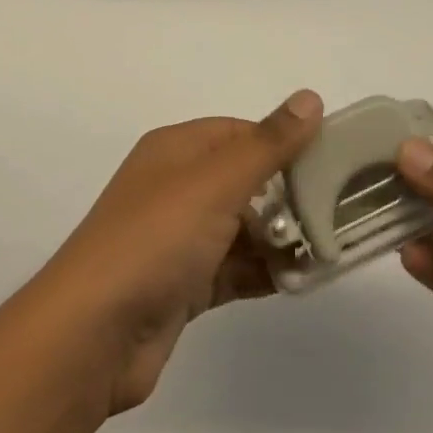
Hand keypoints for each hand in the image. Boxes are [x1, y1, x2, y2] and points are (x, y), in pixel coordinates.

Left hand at [35, 91, 323, 413]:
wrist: (93, 334)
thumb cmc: (156, 239)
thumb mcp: (217, 182)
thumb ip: (269, 143)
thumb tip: (311, 97)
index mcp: (176, 150)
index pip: (240, 133)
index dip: (283, 143)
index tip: (331, 161)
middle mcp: (175, 187)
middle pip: (244, 181)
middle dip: (288, 196)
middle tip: (339, 212)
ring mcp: (178, 238)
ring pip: (242, 228)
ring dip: (281, 239)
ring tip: (329, 250)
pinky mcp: (182, 285)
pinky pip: (233, 268)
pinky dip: (263, 272)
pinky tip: (301, 281)